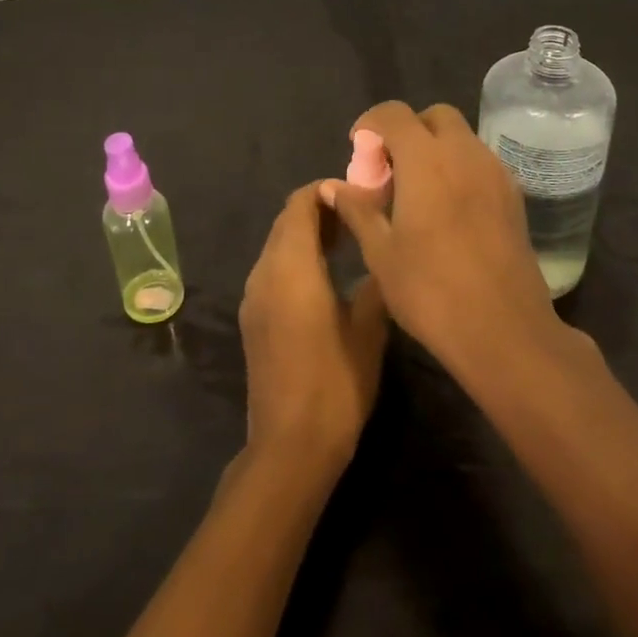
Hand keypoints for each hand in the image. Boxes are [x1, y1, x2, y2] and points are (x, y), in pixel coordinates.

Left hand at [239, 183, 390, 469]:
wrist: (289, 446)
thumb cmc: (335, 383)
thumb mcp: (368, 330)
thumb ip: (375, 282)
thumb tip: (384, 249)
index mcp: (290, 266)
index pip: (299, 204)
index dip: (325, 191)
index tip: (358, 193)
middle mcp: (264, 272)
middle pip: (285, 222)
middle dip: (318, 210)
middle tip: (359, 215)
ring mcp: (254, 296)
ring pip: (277, 246)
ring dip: (306, 235)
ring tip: (348, 241)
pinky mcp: (253, 318)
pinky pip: (273, 270)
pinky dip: (295, 259)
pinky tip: (325, 276)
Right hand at [324, 102, 566, 378]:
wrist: (504, 331)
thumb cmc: (431, 291)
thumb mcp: (380, 252)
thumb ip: (357, 209)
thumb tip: (332, 186)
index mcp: (426, 160)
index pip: (394, 114)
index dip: (370, 124)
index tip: (358, 151)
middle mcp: (465, 154)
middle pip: (434, 117)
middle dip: (406, 131)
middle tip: (388, 170)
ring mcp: (495, 174)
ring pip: (461, 138)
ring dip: (434, 150)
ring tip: (414, 194)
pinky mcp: (514, 197)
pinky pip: (479, 163)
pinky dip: (457, 169)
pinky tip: (444, 211)